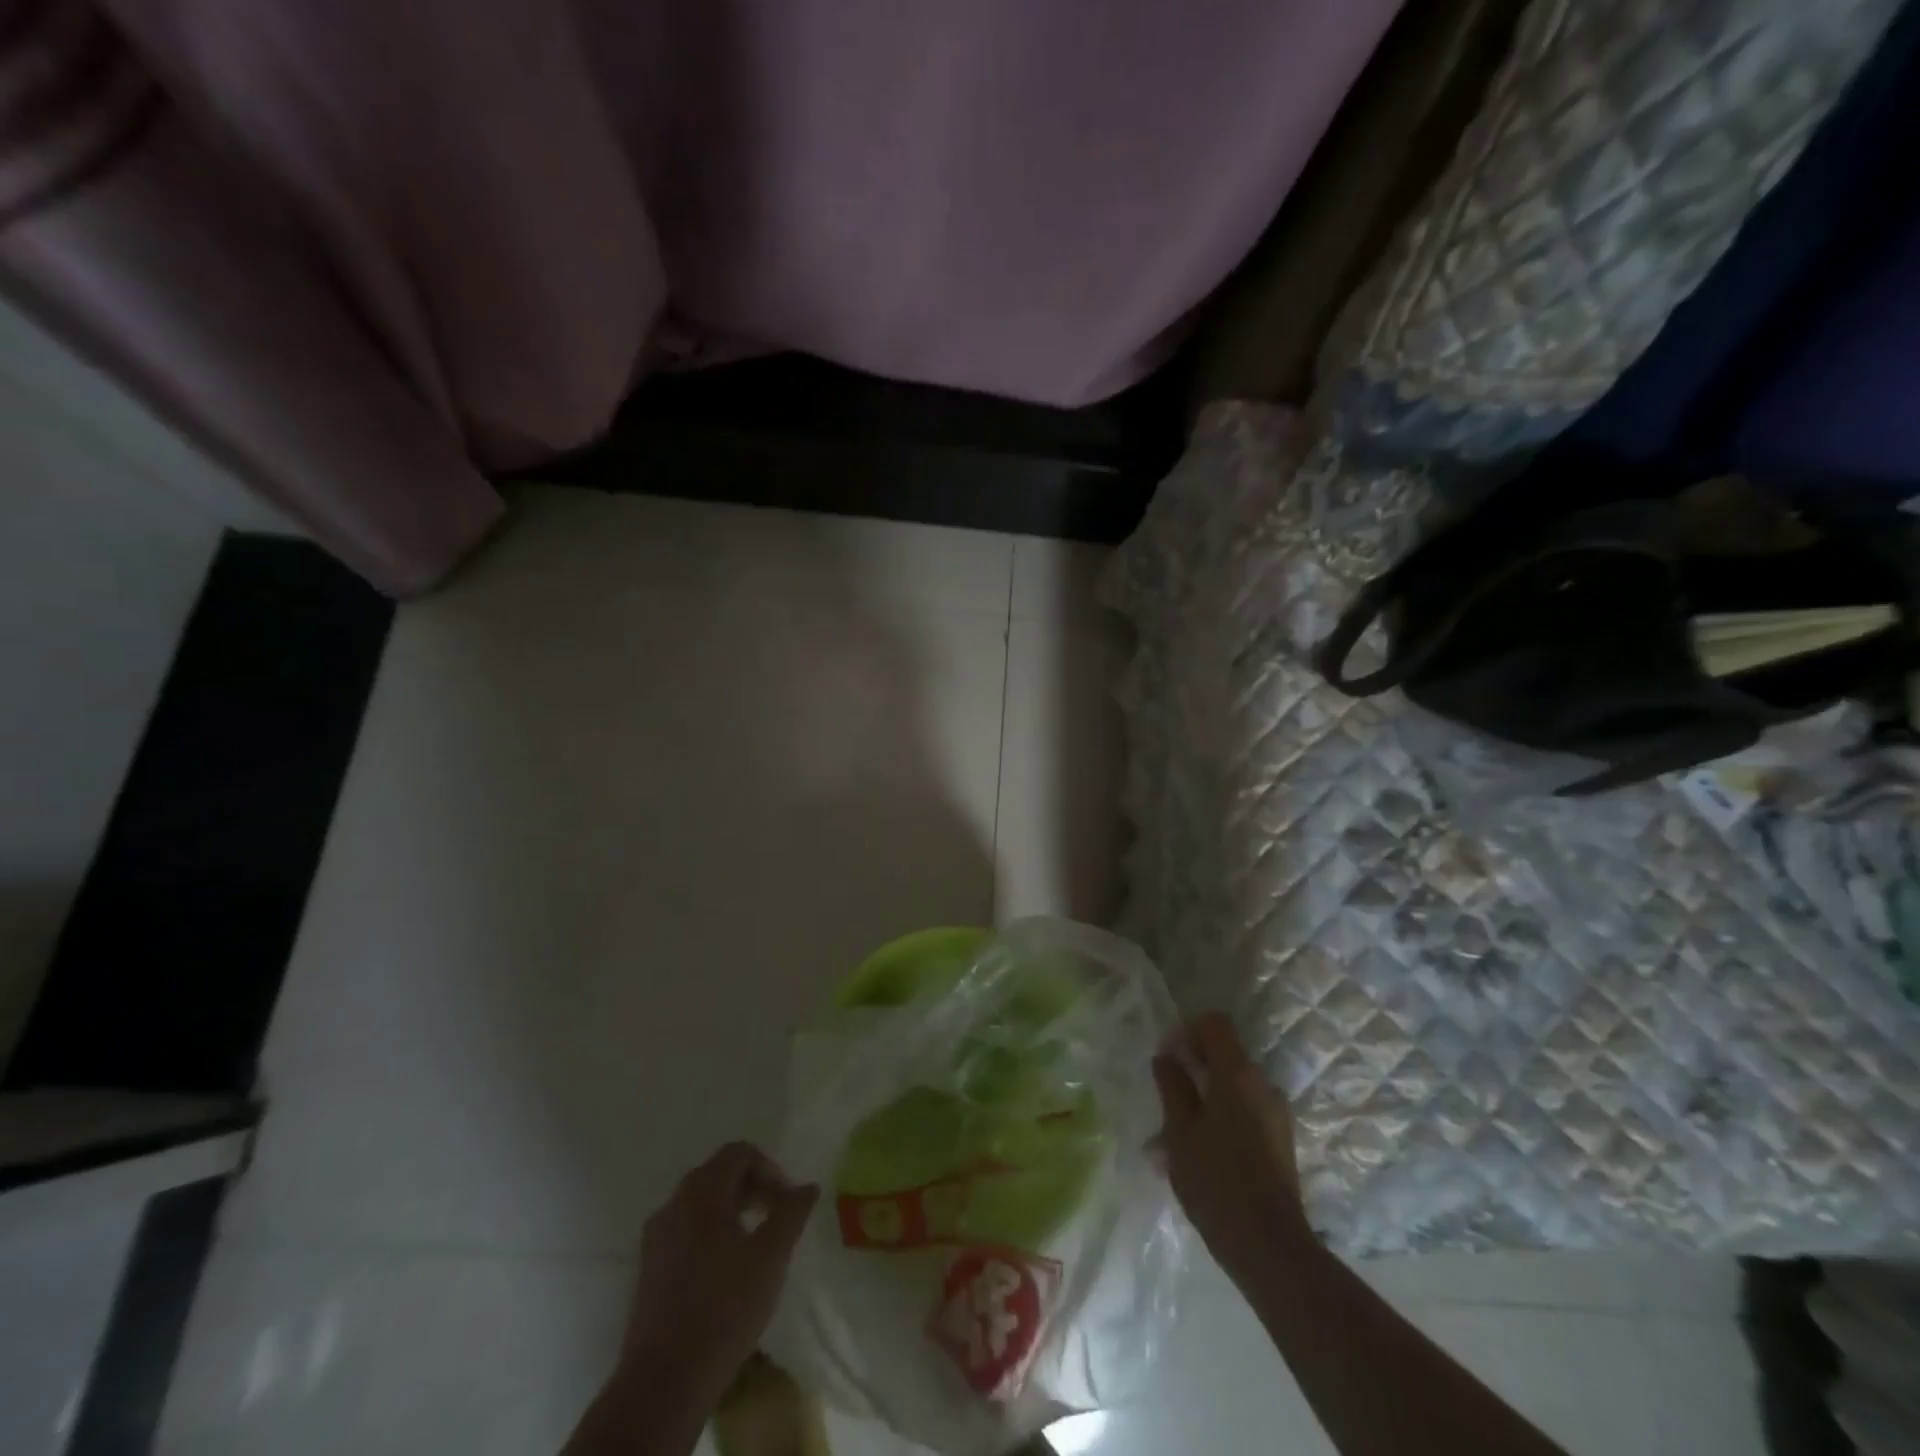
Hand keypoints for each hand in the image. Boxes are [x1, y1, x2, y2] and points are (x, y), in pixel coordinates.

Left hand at [621, 1142, 819, 1395]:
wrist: (665, 1381)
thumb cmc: (725, 1307)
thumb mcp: (771, 1256)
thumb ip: (792, 1213)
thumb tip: (808, 1187)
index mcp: (702, 1191)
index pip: (739, 1153)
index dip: (770, 1169)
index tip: (788, 1202)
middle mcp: (674, 1202)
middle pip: (719, 1174)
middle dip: (753, 1187)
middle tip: (777, 1217)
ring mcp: (656, 1236)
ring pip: (700, 1203)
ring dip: (732, 1209)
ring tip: (756, 1242)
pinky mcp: (648, 1267)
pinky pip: (685, 1229)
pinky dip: (710, 1232)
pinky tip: (726, 1268)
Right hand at [1152, 1013, 1313, 1279]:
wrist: (1270, 1248)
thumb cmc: (1216, 1181)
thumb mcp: (1179, 1131)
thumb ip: (1172, 1087)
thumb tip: (1166, 1057)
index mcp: (1238, 1074)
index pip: (1215, 1024)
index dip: (1188, 1030)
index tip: (1168, 1055)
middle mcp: (1263, 1085)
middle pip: (1224, 1057)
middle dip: (1192, 1069)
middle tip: (1163, 1097)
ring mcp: (1275, 1115)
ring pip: (1231, 1090)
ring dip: (1202, 1100)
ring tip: (1170, 1138)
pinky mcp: (1279, 1142)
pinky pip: (1243, 1114)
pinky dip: (1219, 1120)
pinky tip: (1195, 1156)